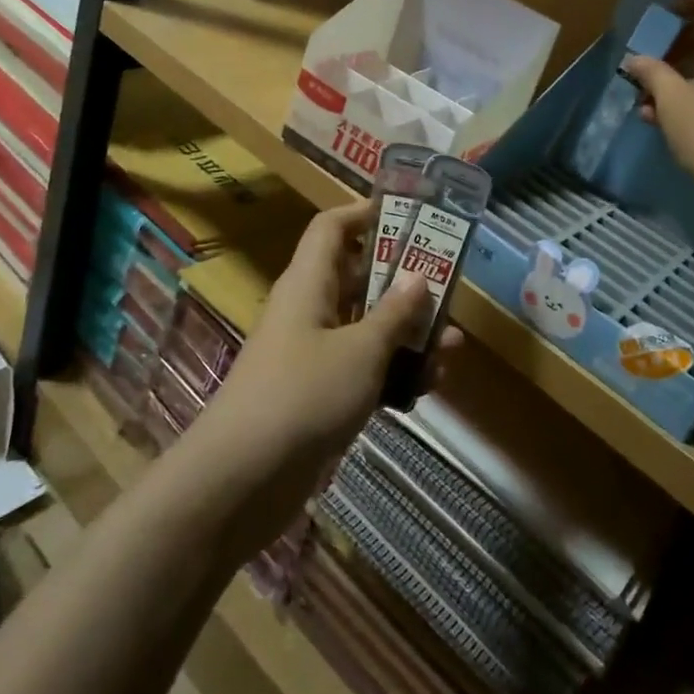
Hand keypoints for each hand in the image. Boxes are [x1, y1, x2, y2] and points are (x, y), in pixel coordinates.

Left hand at [194, 200, 441, 535]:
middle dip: (404, 284)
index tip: (409, 216)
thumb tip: (418, 275)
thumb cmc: (303, 395)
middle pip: (359, 279)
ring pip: (366, 329)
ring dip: (407, 335)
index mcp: (309, 283)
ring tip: (452, 347)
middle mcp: (309, 310)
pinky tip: (427, 389)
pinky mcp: (318, 396)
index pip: (332, 228)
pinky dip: (391, 374)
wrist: (241, 479)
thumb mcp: (360, 350)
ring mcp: (312, 355)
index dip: (365, 214)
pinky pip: (361, 370)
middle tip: (449, 288)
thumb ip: (394, 314)